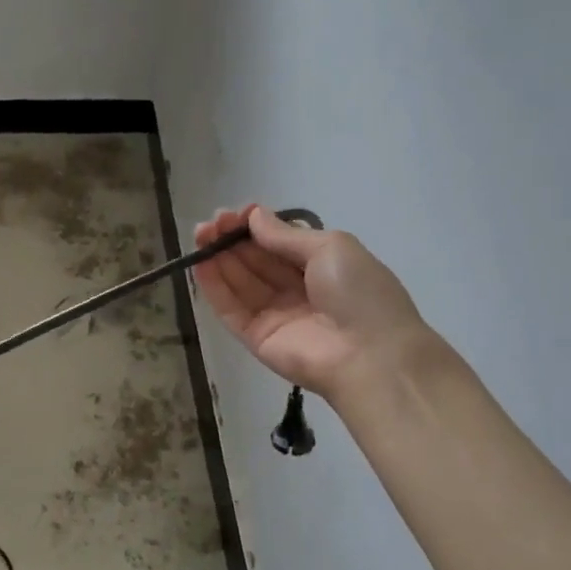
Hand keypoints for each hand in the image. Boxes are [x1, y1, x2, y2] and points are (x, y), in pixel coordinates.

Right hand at [193, 206, 426, 405]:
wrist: (370, 356)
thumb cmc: (359, 293)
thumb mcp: (331, 247)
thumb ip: (286, 234)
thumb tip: (254, 216)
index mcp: (321, 267)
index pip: (279, 244)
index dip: (256, 227)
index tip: (236, 213)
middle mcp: (296, 290)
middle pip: (256, 261)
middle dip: (232, 239)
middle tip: (210, 223)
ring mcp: (274, 315)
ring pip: (240, 282)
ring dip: (219, 257)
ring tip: (200, 235)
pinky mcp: (256, 338)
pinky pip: (231, 309)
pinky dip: (214, 287)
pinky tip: (200, 263)